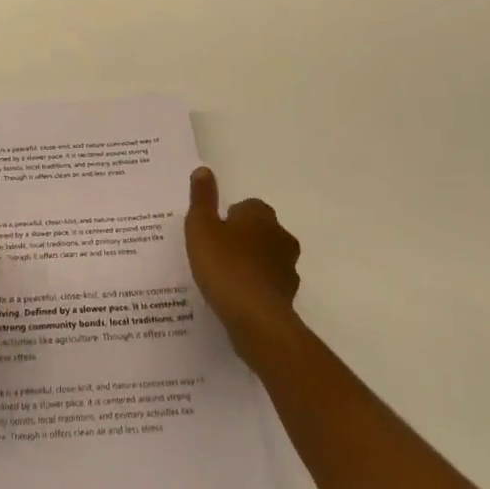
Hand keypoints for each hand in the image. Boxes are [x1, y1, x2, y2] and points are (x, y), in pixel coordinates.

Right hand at [185, 167, 300, 357]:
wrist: (255, 318)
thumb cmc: (224, 265)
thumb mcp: (201, 226)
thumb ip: (202, 198)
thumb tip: (203, 170)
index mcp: (260, 215)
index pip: (247, 206)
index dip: (229, 218)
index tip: (213, 233)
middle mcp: (280, 235)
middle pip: (259, 230)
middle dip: (243, 238)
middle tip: (217, 253)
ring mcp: (288, 267)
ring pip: (267, 257)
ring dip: (251, 263)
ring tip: (225, 278)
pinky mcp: (289, 295)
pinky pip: (269, 284)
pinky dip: (256, 287)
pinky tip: (237, 299)